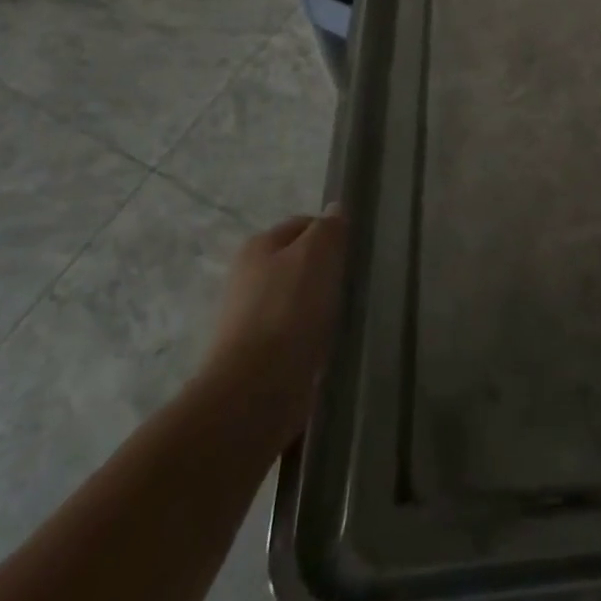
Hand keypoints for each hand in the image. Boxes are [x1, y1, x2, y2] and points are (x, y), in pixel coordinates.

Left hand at [199, 209, 347, 443]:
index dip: (330, 234)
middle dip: (325, 272)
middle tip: (351, 285)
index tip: (353, 253)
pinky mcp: (256, 356)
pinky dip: (309, 337)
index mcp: (258, 246)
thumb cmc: (289, 309)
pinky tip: (326, 346)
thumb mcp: (318, 254)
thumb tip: (335, 210)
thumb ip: (329, 229)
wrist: (256, 390)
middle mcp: (247, 277)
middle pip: (298, 263)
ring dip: (318, 307)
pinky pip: (292, 334)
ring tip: (343, 318)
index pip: (303, 225)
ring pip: (296, 300)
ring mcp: (249, 319)